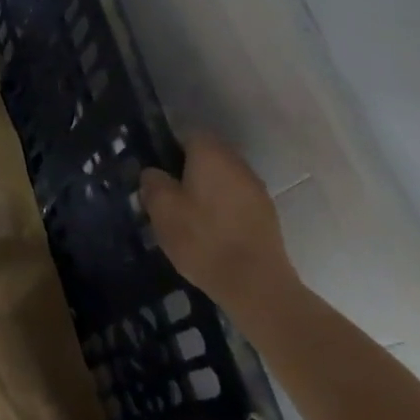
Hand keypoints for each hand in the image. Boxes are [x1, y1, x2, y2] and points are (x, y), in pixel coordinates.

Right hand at [139, 134, 300, 324]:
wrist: (256, 285)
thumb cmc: (203, 239)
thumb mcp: (162, 209)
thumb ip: (153, 183)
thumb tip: (154, 173)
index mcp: (211, 154)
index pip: (188, 134)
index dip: (168, 148)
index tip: (155, 171)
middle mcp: (238, 164)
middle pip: (208, 155)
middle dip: (187, 169)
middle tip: (167, 194)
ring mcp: (256, 190)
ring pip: (223, 179)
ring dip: (206, 190)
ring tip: (187, 215)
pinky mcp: (267, 215)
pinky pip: (236, 200)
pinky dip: (222, 208)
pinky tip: (209, 231)